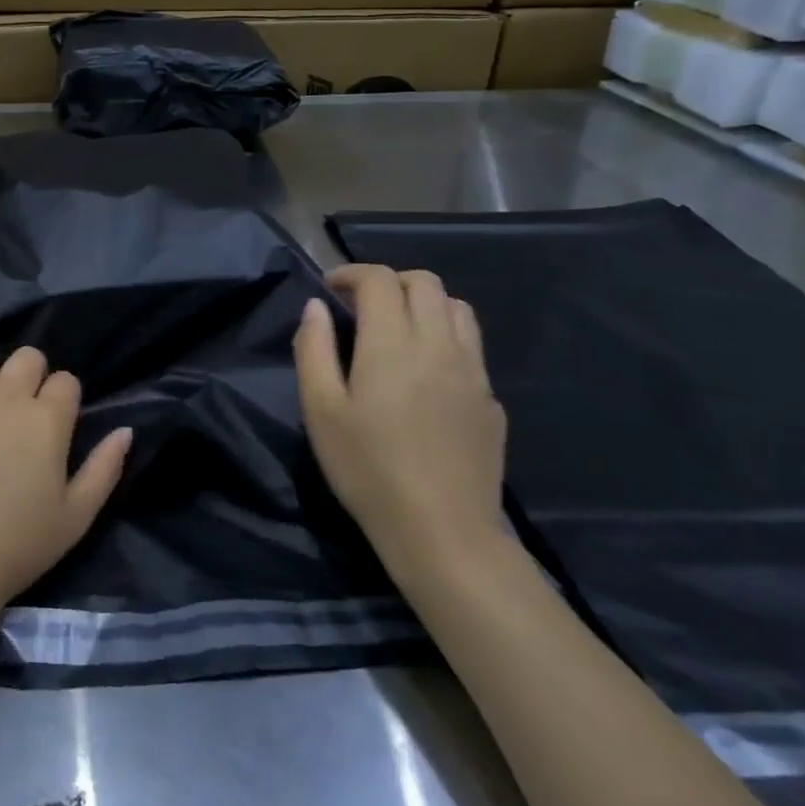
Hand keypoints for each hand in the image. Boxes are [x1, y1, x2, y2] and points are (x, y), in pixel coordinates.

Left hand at [0, 347, 131, 616]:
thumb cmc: (17, 545)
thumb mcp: (76, 517)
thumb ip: (105, 468)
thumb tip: (126, 431)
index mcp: (47, 419)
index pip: (66, 380)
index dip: (65, 399)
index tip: (58, 426)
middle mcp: (6, 398)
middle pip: (27, 357)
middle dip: (32, 376)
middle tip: (25, 415)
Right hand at [294, 265, 507, 581]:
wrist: (443, 532)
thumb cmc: (368, 469)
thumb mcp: (321, 410)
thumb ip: (314, 349)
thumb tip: (315, 307)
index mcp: (392, 343)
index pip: (380, 280)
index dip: (352, 273)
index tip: (330, 288)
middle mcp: (439, 344)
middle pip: (424, 282)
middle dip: (389, 281)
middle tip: (361, 305)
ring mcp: (473, 371)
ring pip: (457, 308)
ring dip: (424, 302)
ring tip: (398, 328)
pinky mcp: (490, 399)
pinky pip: (471, 346)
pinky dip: (445, 337)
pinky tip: (427, 372)